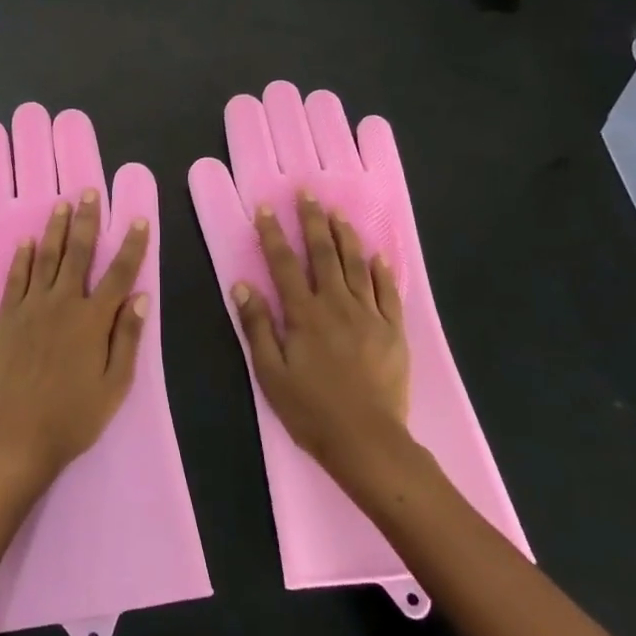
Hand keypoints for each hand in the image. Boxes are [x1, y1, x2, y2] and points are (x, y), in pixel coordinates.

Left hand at [0, 188, 150, 487]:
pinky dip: (22, 257)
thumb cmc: (74, 416)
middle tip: (89, 192)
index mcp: (93, 320)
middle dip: (87, 220)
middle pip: (78, 253)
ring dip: (55, 229)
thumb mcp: (115, 385)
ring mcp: (31, 307)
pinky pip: (16, 278)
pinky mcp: (7, 317)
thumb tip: (140, 297)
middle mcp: (63, 303)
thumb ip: (127, 338)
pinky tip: (26, 240)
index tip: (139, 220)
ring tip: (61, 204)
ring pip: (46, 257)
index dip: (132, 245)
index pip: (119, 273)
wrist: (18, 436)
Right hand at [232, 191, 408, 476]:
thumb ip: (257, 326)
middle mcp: (336, 305)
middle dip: (313, 221)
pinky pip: (388, 292)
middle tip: (307, 193)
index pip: (284, 264)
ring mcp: (369, 315)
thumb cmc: (311, 410)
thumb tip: (242, 285)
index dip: (273, 234)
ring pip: (356, 265)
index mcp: (304, 314)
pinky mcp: (393, 331)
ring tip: (338, 212)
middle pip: (323, 254)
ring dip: (345, 236)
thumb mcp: (270, 373)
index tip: (266, 207)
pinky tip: (378, 254)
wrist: (368, 442)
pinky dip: (382, 271)